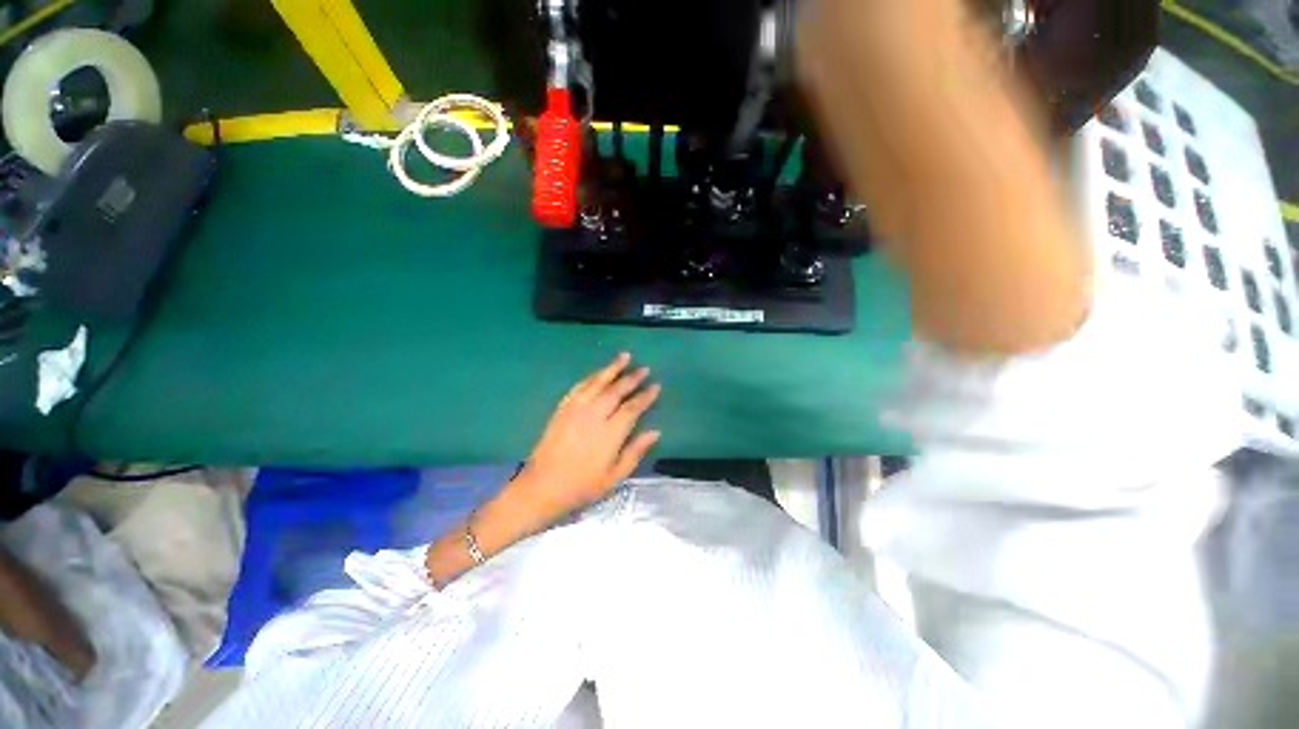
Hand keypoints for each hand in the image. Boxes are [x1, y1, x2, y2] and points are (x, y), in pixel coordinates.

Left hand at [514, 353, 660, 520]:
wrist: (541, 487)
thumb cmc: (581, 487)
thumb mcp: (614, 477)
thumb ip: (635, 452)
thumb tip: (655, 432)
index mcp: (609, 433)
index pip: (632, 408)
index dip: (645, 396)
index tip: (656, 386)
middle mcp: (593, 415)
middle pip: (616, 391)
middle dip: (632, 378)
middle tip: (644, 368)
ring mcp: (575, 409)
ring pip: (597, 383)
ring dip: (612, 369)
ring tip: (624, 357)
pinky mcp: (562, 409)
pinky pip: (579, 387)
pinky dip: (591, 377)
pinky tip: (598, 373)